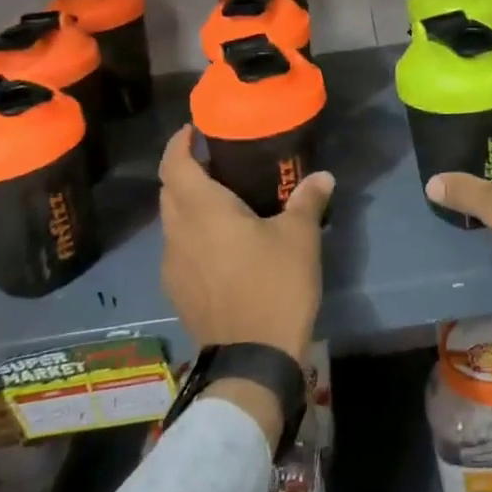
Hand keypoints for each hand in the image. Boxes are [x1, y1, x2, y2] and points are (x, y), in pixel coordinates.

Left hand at [158, 125, 331, 363]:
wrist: (252, 361)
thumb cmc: (274, 285)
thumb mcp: (299, 237)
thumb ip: (307, 200)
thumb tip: (322, 176)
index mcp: (202, 211)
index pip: (175, 164)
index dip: (180, 143)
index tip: (194, 130)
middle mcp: (178, 233)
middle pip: (170, 191)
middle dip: (186, 171)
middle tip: (217, 162)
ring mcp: (173, 266)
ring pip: (172, 222)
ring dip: (188, 204)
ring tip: (222, 200)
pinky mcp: (178, 292)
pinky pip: (179, 248)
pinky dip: (193, 233)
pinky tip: (221, 243)